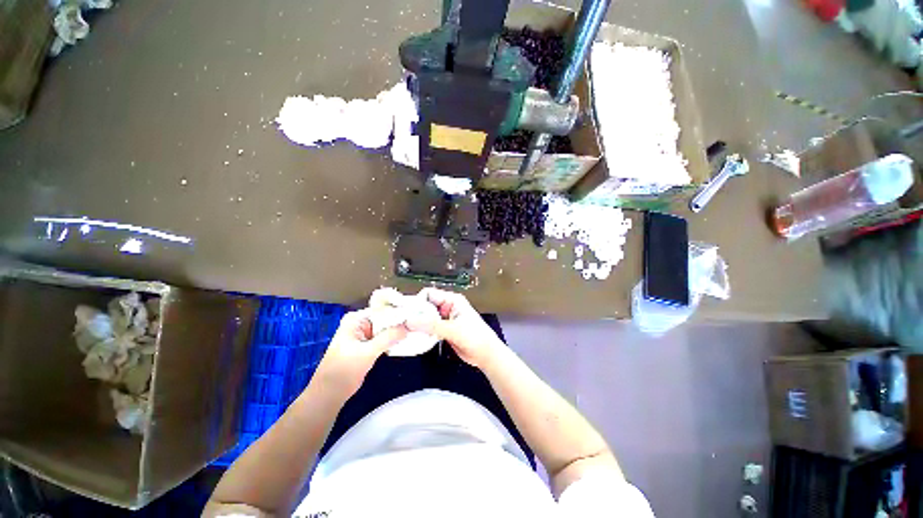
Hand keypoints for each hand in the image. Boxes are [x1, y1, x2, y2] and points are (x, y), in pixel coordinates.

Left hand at [315, 309, 407, 396]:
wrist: (329, 394)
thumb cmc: (343, 371)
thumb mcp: (367, 353)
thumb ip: (388, 338)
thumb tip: (408, 327)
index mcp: (356, 319)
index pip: (382, 309)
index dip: (399, 311)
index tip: (415, 314)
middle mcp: (360, 322)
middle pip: (386, 317)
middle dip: (400, 320)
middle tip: (418, 323)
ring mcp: (365, 333)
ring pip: (386, 327)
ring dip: (398, 330)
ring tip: (415, 329)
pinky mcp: (369, 344)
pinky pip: (385, 337)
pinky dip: (394, 338)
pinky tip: (406, 339)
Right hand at [406, 288, 505, 368]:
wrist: (486, 355)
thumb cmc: (475, 337)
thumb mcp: (453, 329)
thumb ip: (432, 325)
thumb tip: (409, 321)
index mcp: (451, 300)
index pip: (429, 294)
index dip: (417, 301)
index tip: (404, 313)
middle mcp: (447, 307)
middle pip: (425, 306)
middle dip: (414, 314)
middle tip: (401, 325)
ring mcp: (445, 320)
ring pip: (425, 318)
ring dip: (417, 325)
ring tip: (403, 333)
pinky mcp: (443, 331)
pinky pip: (428, 329)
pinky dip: (421, 333)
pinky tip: (413, 339)